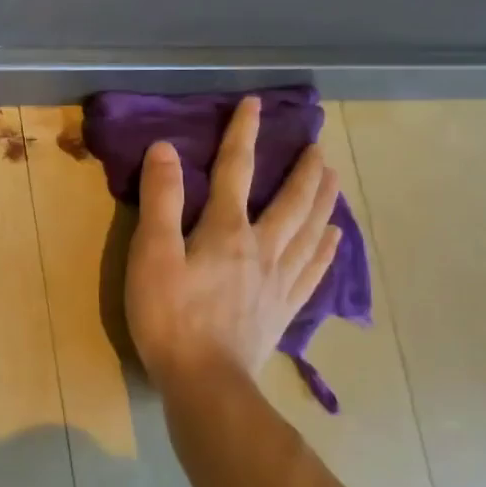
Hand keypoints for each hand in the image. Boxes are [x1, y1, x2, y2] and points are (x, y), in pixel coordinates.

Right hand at [124, 97, 342, 394]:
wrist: (205, 382)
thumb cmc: (169, 316)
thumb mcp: (152, 254)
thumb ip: (161, 200)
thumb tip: (166, 149)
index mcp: (227, 230)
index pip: (237, 170)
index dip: (243, 134)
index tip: (254, 104)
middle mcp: (262, 247)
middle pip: (291, 200)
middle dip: (303, 168)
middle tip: (317, 144)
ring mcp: (279, 281)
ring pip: (310, 231)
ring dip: (323, 200)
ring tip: (334, 178)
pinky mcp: (284, 309)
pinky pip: (313, 271)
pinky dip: (326, 250)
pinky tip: (334, 239)